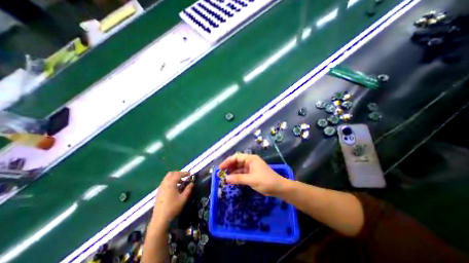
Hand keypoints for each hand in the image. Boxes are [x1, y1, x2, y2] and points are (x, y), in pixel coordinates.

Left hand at [152, 172, 192, 224]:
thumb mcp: (183, 198)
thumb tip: (192, 183)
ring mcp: (160, 188)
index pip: (178, 174)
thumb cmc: (173, 208)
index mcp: (170, 184)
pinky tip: (175, 188)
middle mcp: (164, 184)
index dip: (185, 173)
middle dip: (178, 173)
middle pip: (171, 173)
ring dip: (174, 177)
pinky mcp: (158, 192)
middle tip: (185, 177)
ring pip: (167, 178)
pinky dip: (170, 181)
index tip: (190, 174)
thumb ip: (188, 189)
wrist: (160, 219)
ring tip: (181, 182)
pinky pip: (165, 182)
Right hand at [219, 153, 285, 195]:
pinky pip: (242, 173)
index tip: (220, 168)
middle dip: (229, 167)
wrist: (279, 188)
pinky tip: (232, 181)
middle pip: (237, 162)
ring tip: (225, 178)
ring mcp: (251, 167)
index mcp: (250, 159)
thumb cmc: (265, 181)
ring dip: (232, 173)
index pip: (236, 157)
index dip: (227, 162)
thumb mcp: (251, 180)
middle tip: (221, 174)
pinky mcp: (252, 173)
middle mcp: (250, 161)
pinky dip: (237, 176)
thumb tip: (225, 179)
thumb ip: (238, 178)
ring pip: (239, 168)